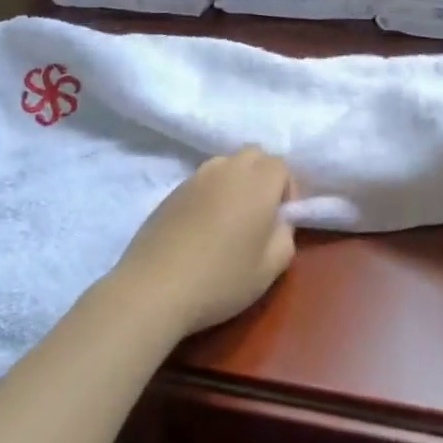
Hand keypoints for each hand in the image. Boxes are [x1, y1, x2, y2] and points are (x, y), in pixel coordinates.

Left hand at [112, 147, 296, 336]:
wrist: (155, 288)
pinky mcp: (172, 191)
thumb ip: (285, 236)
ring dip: (236, 180)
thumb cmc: (221, 279)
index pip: (281, 165)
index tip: (281, 219)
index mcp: (257, 183)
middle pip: (254, 154)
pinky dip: (211, 192)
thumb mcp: (271, 268)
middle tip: (260, 213)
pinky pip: (202, 180)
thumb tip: (279, 221)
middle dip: (263, 176)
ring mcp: (196, 177)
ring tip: (230, 217)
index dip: (287, 189)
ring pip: (226, 163)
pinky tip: (202, 226)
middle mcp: (227, 169)